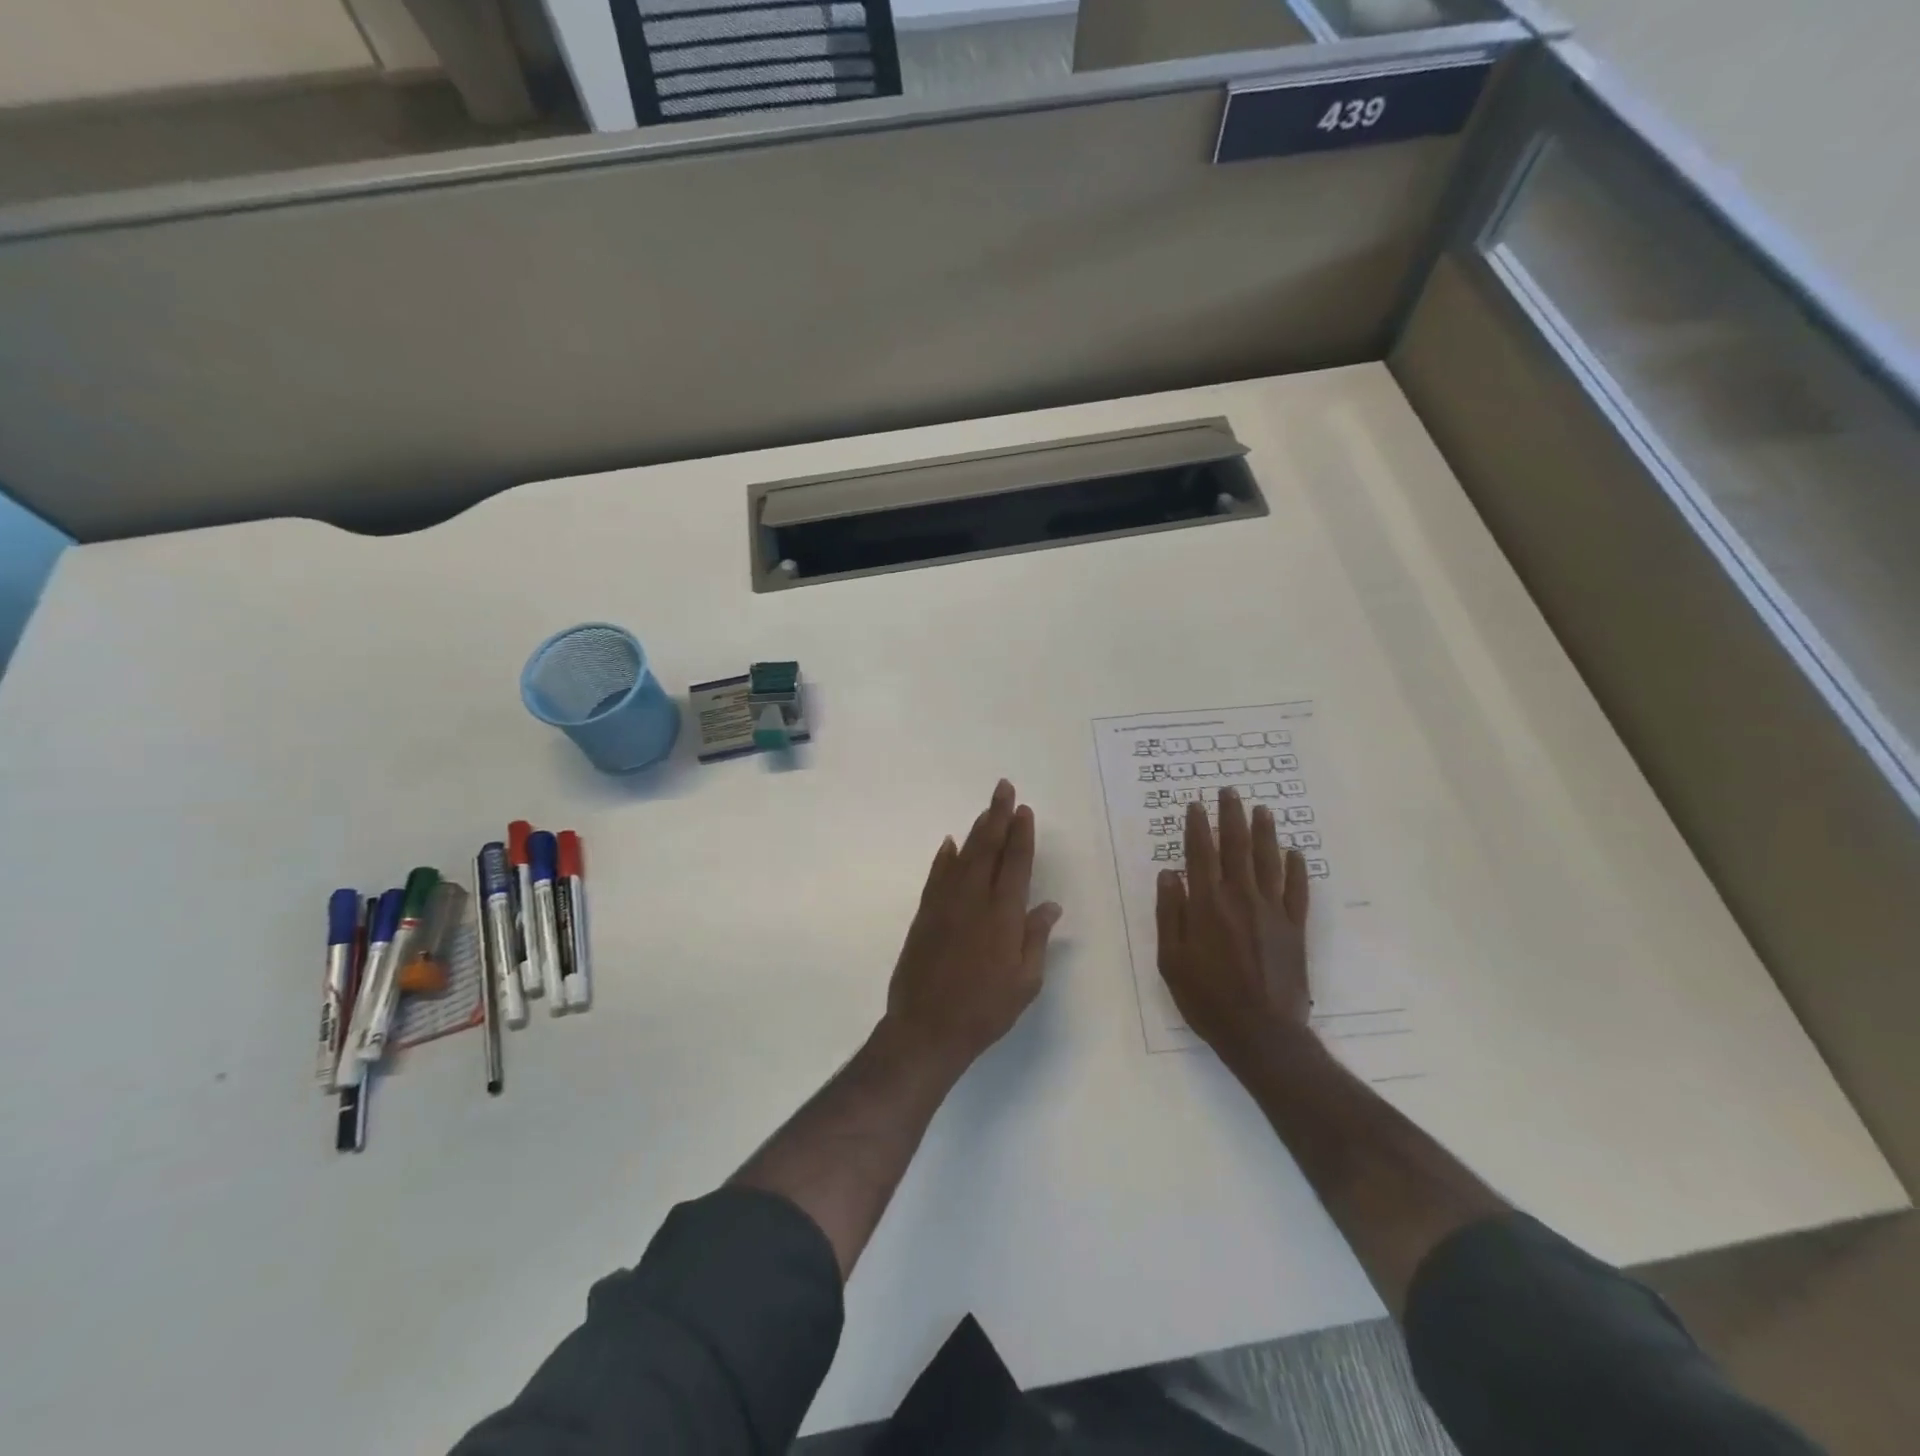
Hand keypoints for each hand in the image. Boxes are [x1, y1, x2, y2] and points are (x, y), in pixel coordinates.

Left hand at [883, 779, 1062, 1075]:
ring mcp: (945, 905)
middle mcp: (974, 900)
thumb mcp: (1025, 982)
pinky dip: (944, 858)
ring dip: (976, 830)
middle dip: (997, 816)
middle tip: (1003, 788)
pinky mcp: (924, 915)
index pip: (1016, 864)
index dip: (1021, 835)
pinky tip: (950, 844)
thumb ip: (1035, 939)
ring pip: (963, 856)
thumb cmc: (985, 1009)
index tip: (1024, 810)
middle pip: (988, 849)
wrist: (926, 1029)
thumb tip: (1050, 906)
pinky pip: (937, 877)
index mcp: (1003, 915)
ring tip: (986, 809)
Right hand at [1157, 788, 1311, 1073]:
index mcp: (1206, 905)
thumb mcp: (1171, 959)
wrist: (1262, 1032)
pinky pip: (1297, 891)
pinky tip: (1295, 853)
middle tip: (1230, 792)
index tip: (1196, 805)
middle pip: (1236, 847)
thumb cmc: (1206, 998)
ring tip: (1262, 810)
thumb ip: (1169, 914)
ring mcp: (1272, 912)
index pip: (1200, 854)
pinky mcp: (1295, 928)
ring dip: (1264, 832)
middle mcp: (1240, 898)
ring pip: (1268, 861)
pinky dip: (1296, 869)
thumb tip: (1169, 874)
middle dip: (1231, 817)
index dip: (1197, 827)